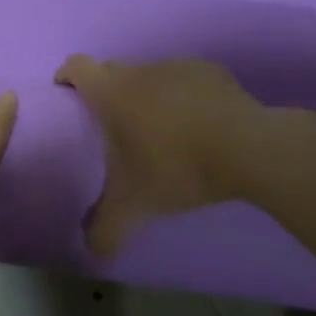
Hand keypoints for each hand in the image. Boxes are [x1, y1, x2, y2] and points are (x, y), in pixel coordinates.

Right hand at [54, 55, 287, 256]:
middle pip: (111, 70)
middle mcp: (140, 71)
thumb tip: (91, 250)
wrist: (248, 149)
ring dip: (147, 94)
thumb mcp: (135, 207)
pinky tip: (197, 124)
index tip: (67, 93)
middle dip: (107, 90)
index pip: (76, 66)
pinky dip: (183, 96)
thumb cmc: (177, 168)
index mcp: (111, 93)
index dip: (67, 76)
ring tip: (160, 129)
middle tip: (113, 124)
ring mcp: (177, 66)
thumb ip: (105, 229)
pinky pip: (185, 80)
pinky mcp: (211, 71)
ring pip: (150, 74)